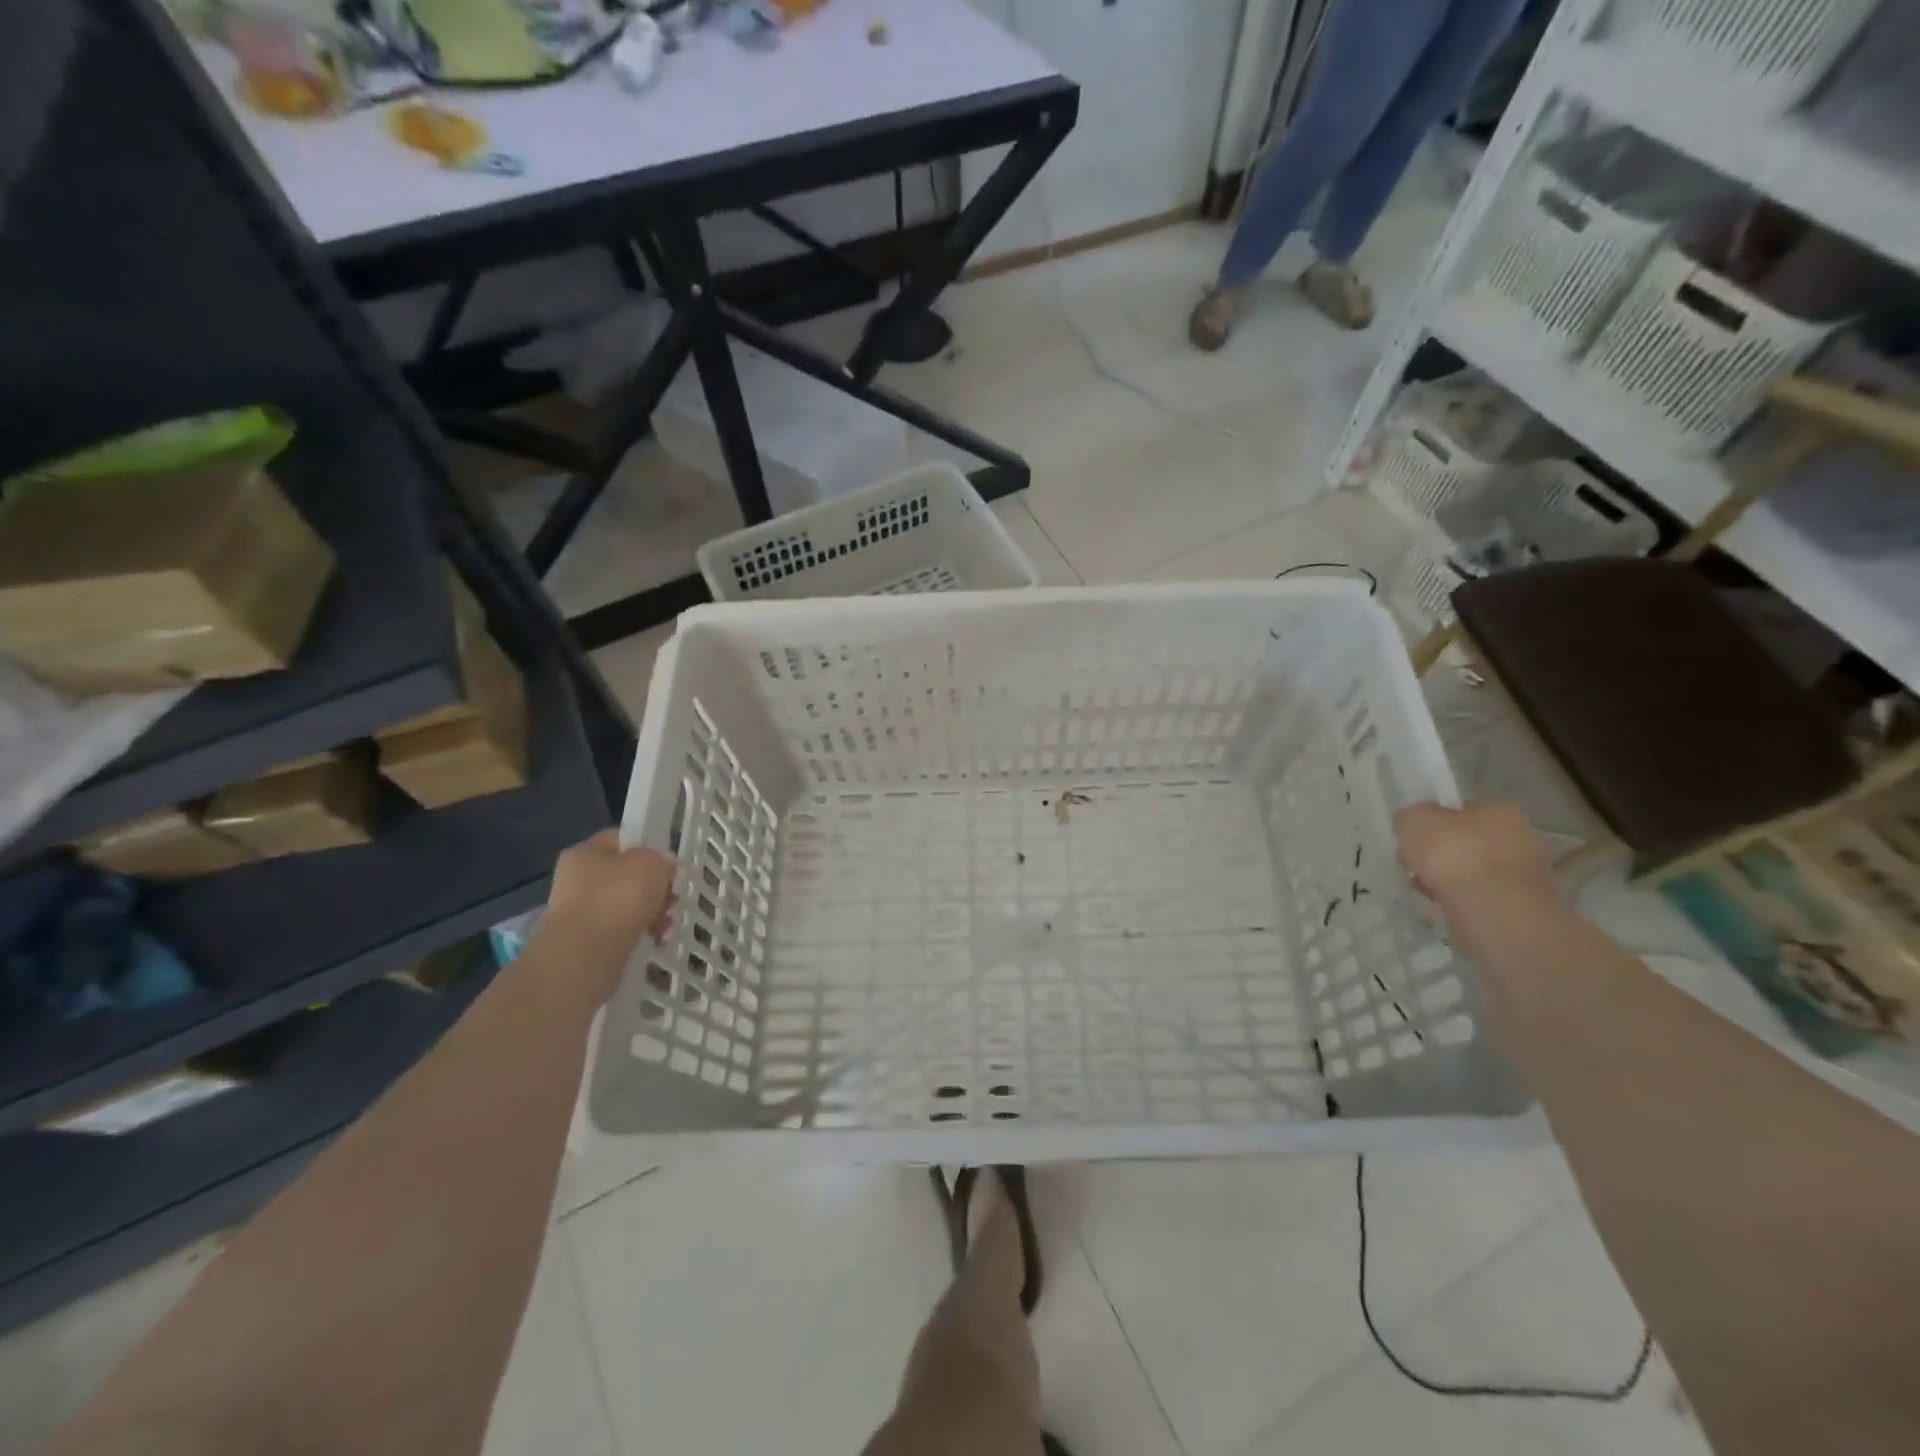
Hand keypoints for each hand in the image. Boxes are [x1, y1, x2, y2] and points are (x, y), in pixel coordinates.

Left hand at [543, 831, 676, 958]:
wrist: (586, 954)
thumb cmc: (619, 896)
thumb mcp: (652, 862)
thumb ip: (662, 859)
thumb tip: (663, 869)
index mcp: (586, 852)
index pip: (622, 839)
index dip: (650, 847)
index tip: (671, 864)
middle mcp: (578, 879)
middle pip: (629, 875)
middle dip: (656, 887)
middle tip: (673, 897)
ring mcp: (581, 912)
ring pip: (629, 905)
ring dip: (655, 912)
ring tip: (668, 924)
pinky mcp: (588, 941)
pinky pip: (624, 930)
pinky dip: (643, 932)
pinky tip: (657, 939)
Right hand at [1394, 802, 1558, 913]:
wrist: (1490, 910)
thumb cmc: (1453, 854)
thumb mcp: (1413, 820)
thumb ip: (1411, 817)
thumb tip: (1413, 825)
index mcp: (1501, 810)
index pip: (1463, 811)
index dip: (1435, 823)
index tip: (1416, 839)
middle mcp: (1523, 837)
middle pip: (1470, 842)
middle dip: (1444, 854)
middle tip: (1418, 866)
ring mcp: (1527, 874)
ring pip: (1476, 872)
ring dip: (1452, 879)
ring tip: (1428, 889)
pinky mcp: (1523, 906)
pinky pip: (1482, 897)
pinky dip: (1463, 901)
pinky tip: (1445, 906)